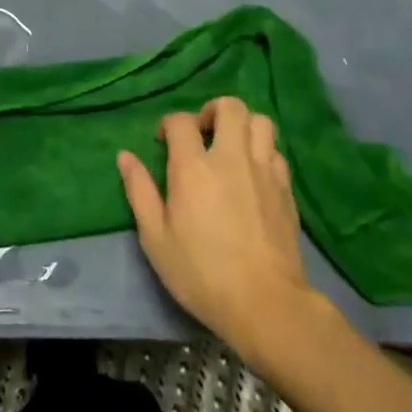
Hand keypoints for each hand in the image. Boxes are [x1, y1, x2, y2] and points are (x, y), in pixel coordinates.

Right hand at [117, 97, 327, 357]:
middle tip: (202, 135)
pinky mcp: (286, 189)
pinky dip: (262, 152)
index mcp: (193, 167)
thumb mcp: (156, 238)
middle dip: (212, 111)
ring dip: (242, 127)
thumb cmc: (201, 273)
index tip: (163, 144)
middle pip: (230, 107)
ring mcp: (264, 171)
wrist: (266, 304)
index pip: (181, 121)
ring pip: (260, 122)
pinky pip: (276, 152)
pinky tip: (252, 175)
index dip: (169, 125)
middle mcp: (231, 158)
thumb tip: (125, 156)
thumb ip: (139, 191)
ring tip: (229, 149)